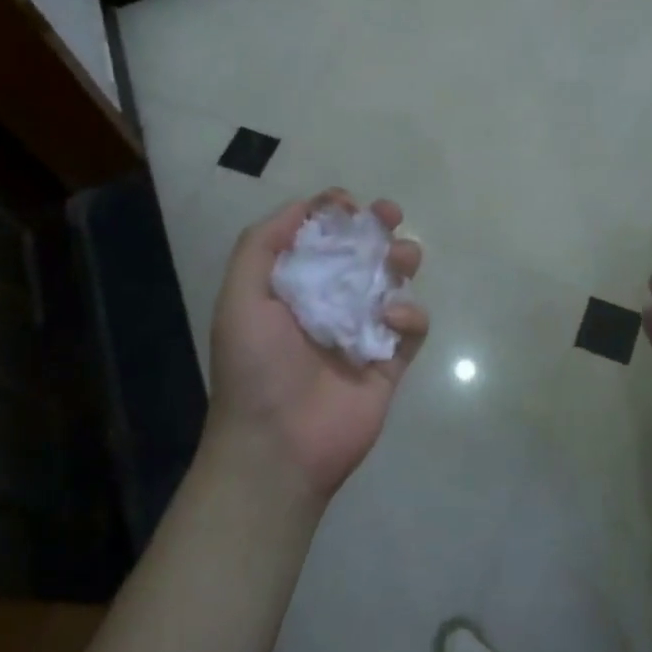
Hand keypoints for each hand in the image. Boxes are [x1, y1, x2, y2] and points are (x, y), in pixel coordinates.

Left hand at [204, 190, 427, 507]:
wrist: (277, 447)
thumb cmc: (254, 367)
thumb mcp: (240, 296)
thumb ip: (261, 244)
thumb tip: (304, 206)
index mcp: (292, 288)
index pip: (319, 238)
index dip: (335, 214)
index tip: (347, 204)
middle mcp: (329, 304)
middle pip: (362, 254)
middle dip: (378, 227)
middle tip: (389, 215)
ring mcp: (362, 332)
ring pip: (393, 283)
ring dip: (401, 260)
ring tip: (402, 258)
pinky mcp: (389, 362)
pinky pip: (411, 326)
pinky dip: (409, 313)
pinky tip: (390, 317)